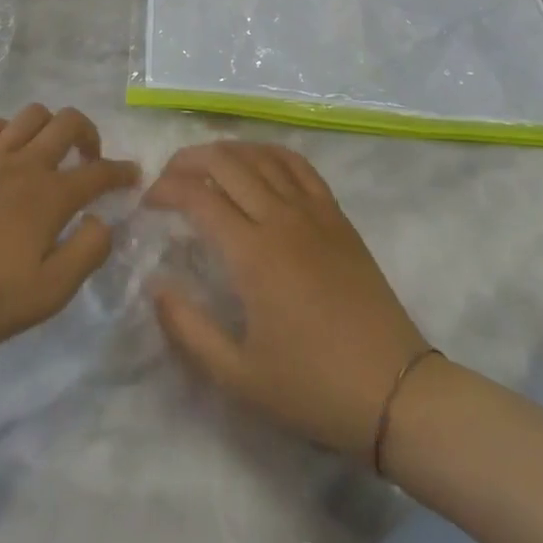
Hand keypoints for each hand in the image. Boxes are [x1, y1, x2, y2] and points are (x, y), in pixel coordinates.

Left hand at [0, 105, 139, 354]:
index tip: (133, 174)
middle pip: (67, 123)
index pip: (98, 172)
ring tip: (49, 150)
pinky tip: (7, 149)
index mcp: (50, 196)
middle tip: (89, 157)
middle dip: (88, 133)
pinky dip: (9, 129)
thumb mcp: (45, 295)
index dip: (120, 171)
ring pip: (31, 115)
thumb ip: (85, 254)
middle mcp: (26, 164)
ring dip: (50, 125)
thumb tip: (103, 221)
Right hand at [146, 142, 427, 454]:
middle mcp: (279, 217)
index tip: (148, 203)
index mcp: (252, 253)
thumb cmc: (312, 386)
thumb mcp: (240, 376)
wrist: (393, 390)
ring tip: (204, 166)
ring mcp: (312, 210)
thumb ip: (189, 330)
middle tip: (168, 179)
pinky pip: (299, 164)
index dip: (166, 190)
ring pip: (261, 155)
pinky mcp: (336, 214)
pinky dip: (270, 152)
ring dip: (226, 151)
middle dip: (188, 160)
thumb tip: (156, 287)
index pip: (198, 196)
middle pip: (225, 162)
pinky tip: (257, 161)